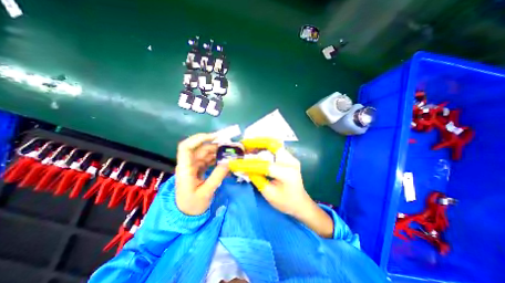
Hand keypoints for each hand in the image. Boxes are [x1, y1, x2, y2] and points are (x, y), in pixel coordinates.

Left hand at [175, 131, 227, 213]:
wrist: (185, 215)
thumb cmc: (192, 205)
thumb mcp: (206, 192)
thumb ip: (217, 176)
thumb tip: (228, 162)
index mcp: (185, 169)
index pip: (186, 147)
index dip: (199, 138)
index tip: (215, 137)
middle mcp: (188, 164)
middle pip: (200, 149)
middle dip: (215, 145)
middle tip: (230, 147)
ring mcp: (193, 166)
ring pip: (205, 153)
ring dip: (217, 152)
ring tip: (229, 154)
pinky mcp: (198, 169)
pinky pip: (208, 160)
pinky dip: (216, 159)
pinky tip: (225, 161)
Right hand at [229, 137, 333, 238]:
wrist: (301, 203)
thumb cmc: (286, 202)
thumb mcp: (268, 193)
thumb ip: (256, 178)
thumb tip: (243, 168)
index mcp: (287, 174)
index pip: (264, 165)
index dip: (248, 163)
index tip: (235, 162)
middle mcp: (291, 161)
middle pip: (272, 145)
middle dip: (256, 143)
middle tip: (243, 144)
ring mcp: (291, 158)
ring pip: (273, 144)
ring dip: (259, 143)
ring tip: (246, 145)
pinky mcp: (289, 157)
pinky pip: (275, 148)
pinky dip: (264, 147)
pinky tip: (255, 149)